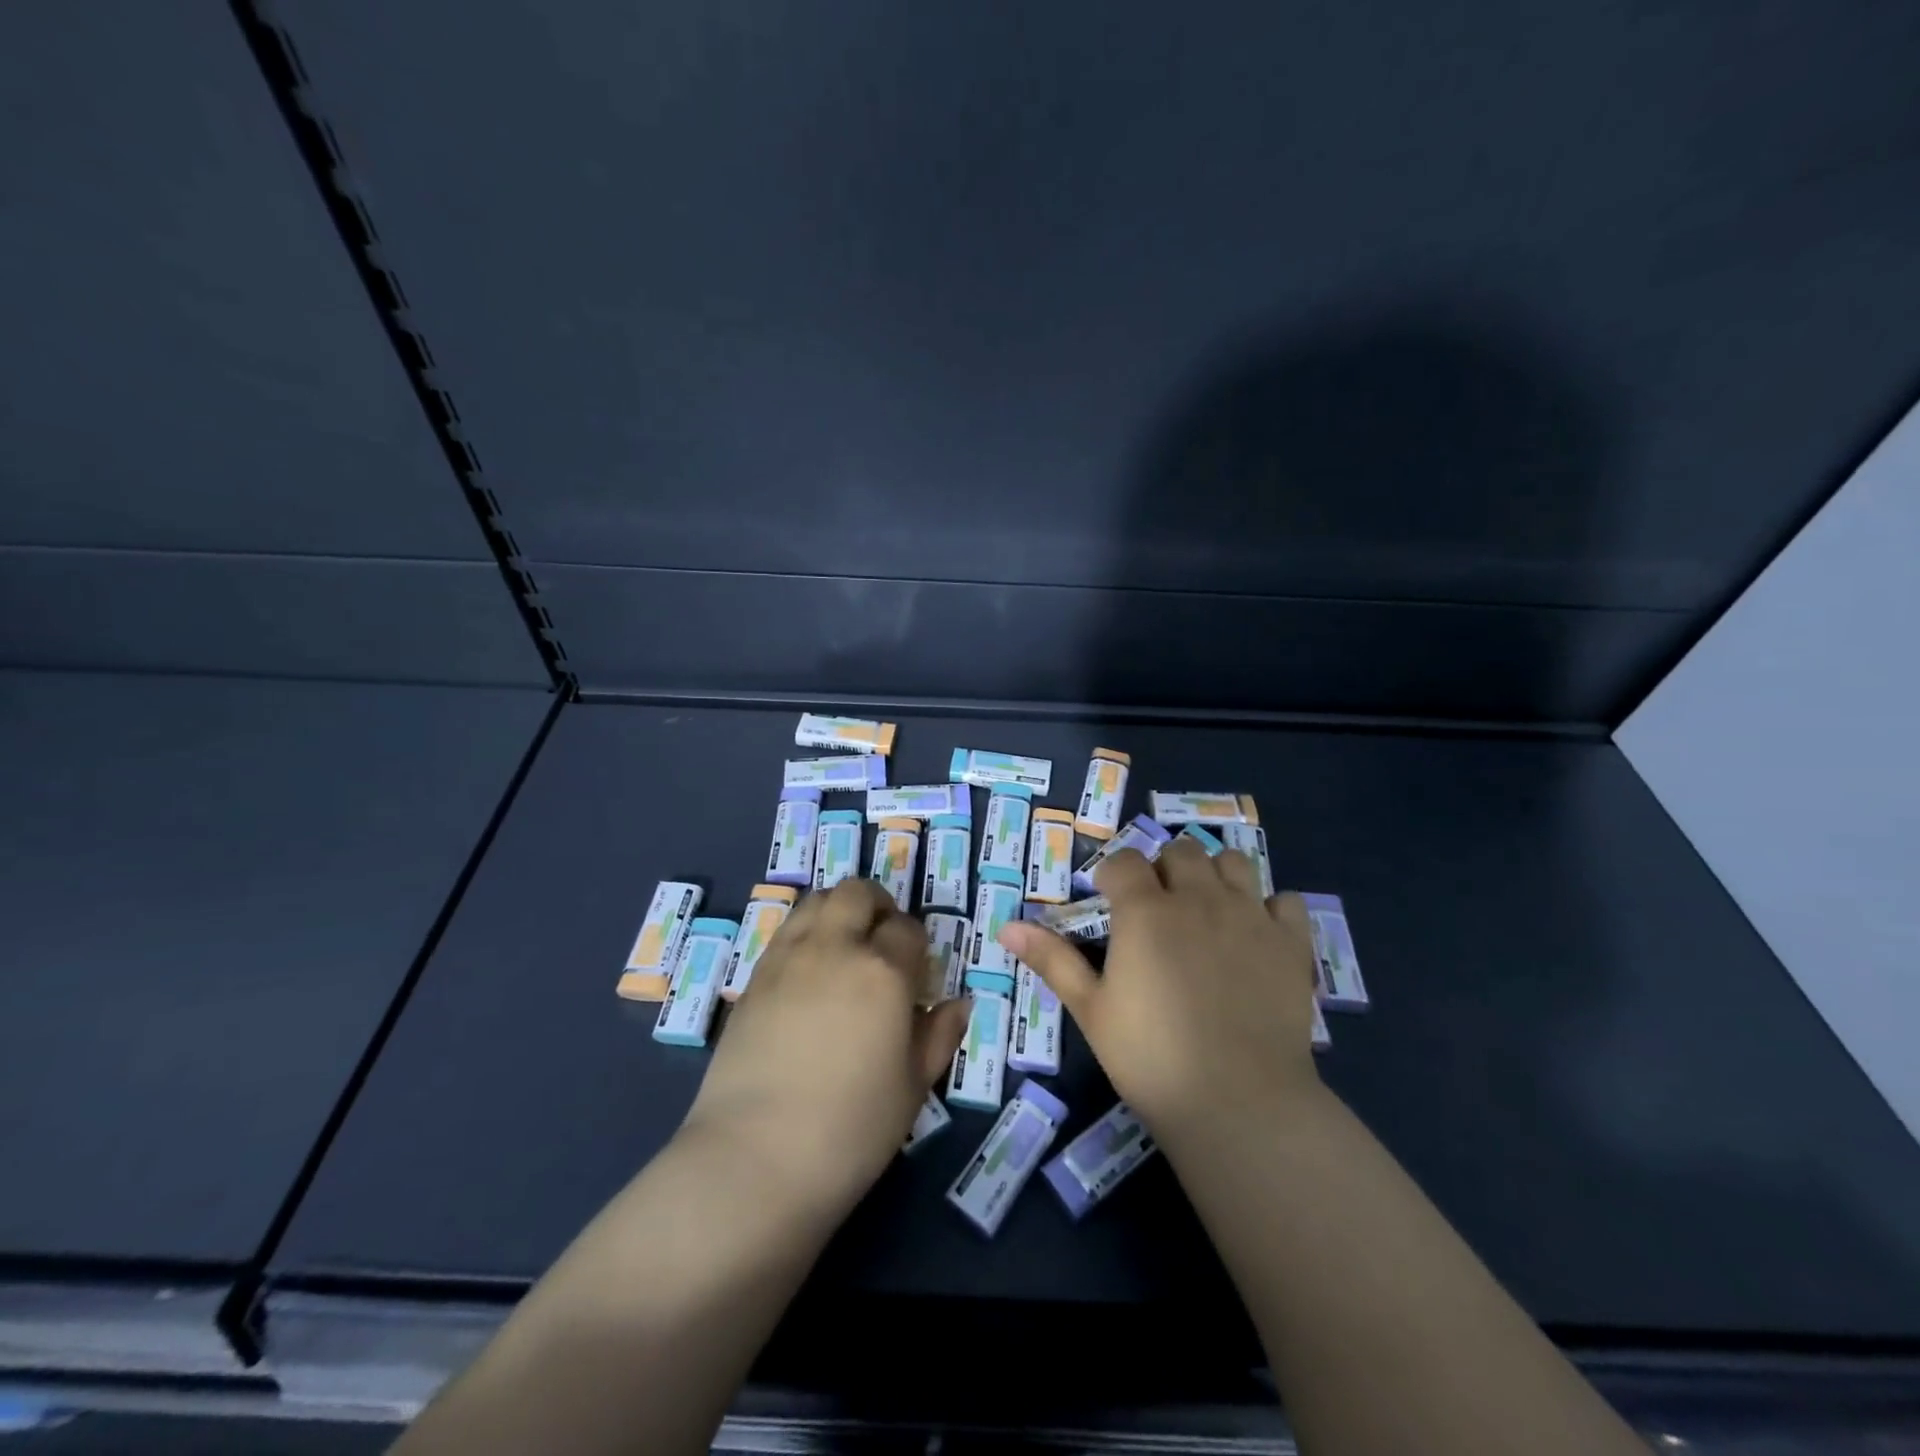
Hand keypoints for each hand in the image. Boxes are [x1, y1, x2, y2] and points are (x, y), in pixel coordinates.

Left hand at [681, 879, 968, 1218]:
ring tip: (845, 946)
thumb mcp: (912, 1086)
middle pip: (858, 893)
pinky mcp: (754, 977)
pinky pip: (786, 930)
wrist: (755, 1157)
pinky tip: (810, 971)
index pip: (907, 929)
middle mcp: (835, 948)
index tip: (916, 973)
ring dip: (839, 910)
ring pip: (817, 900)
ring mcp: (788, 957)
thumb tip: (959, 1004)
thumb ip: (938, 1036)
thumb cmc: (850, 1129)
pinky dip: (806, 932)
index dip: (916, 946)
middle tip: (883, 941)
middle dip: (878, 906)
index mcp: (883, 972)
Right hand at [998, 839, 1318, 1136]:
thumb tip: (1005, 926)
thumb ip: (1052, 960)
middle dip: (1163, 869)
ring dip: (1215, 875)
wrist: (1239, 1103)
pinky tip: (1257, 933)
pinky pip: (1285, 899)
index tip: (1110, 902)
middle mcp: (1199, 898)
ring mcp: (1250, 916)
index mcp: (1146, 911)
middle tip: (1157, 909)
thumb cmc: (1151, 1057)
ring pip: (1233, 862)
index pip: (1124, 862)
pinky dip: (1270, 906)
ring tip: (1206, 909)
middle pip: (1180, 852)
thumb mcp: (1091, 1009)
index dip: (1112, 876)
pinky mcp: (1291, 942)